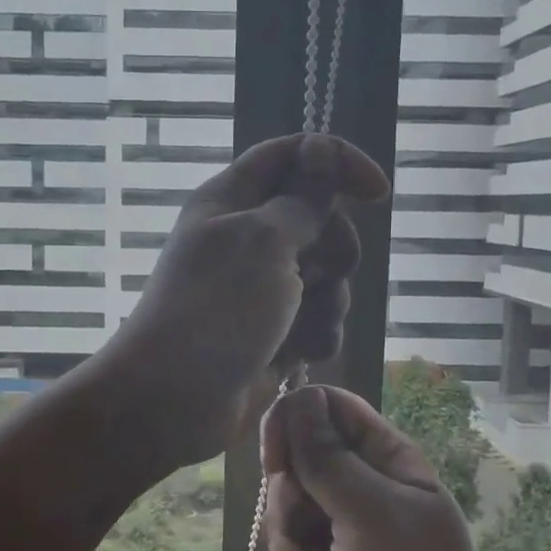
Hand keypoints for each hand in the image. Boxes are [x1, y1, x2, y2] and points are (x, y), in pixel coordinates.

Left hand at [99, 134, 387, 469]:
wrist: (173, 401)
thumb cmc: (215, 310)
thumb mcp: (263, 242)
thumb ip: (303, 200)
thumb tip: (321, 149)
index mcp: (233, 199)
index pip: (294, 155)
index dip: (338, 163)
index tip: (377, 193)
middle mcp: (249, 237)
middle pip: (322, 219)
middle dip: (332, 251)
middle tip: (310, 276)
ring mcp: (262, 287)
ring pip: (328, 275)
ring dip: (326, 303)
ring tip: (295, 327)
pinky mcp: (274, 330)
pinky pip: (319, 319)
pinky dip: (315, 336)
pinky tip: (296, 356)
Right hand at [261, 384, 506, 550]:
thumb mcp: (372, 514)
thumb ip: (326, 458)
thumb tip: (297, 398)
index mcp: (380, 459)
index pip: (322, 408)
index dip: (292, 426)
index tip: (279, 462)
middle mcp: (354, 489)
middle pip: (288, 470)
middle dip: (292, 511)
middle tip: (324, 536)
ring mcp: (336, 535)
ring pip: (277, 523)